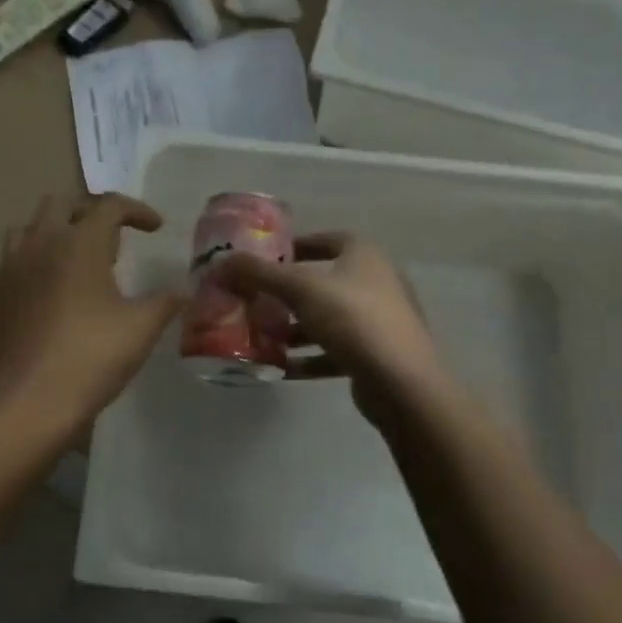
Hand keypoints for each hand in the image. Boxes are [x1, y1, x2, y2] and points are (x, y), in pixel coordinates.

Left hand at [0, 194, 183, 444]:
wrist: (29, 403)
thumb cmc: (91, 358)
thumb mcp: (140, 329)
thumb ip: (165, 303)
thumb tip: (183, 292)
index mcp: (78, 243)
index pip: (110, 206)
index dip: (137, 211)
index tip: (156, 228)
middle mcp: (41, 243)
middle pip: (63, 203)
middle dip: (92, 211)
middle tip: (114, 239)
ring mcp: (12, 267)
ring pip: (31, 226)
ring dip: (57, 229)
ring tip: (79, 257)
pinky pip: (16, 256)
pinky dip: (37, 256)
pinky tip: (53, 287)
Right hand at [213, 233, 444, 423]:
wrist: (401, 382)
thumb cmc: (352, 319)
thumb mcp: (299, 289)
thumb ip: (258, 274)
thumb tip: (220, 262)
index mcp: (364, 255)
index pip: (324, 240)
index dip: (293, 247)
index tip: (262, 260)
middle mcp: (376, 282)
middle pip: (321, 282)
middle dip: (286, 293)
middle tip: (253, 301)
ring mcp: (379, 320)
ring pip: (326, 319)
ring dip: (294, 328)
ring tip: (261, 336)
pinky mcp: (376, 355)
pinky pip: (334, 350)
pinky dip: (308, 357)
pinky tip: (279, 368)